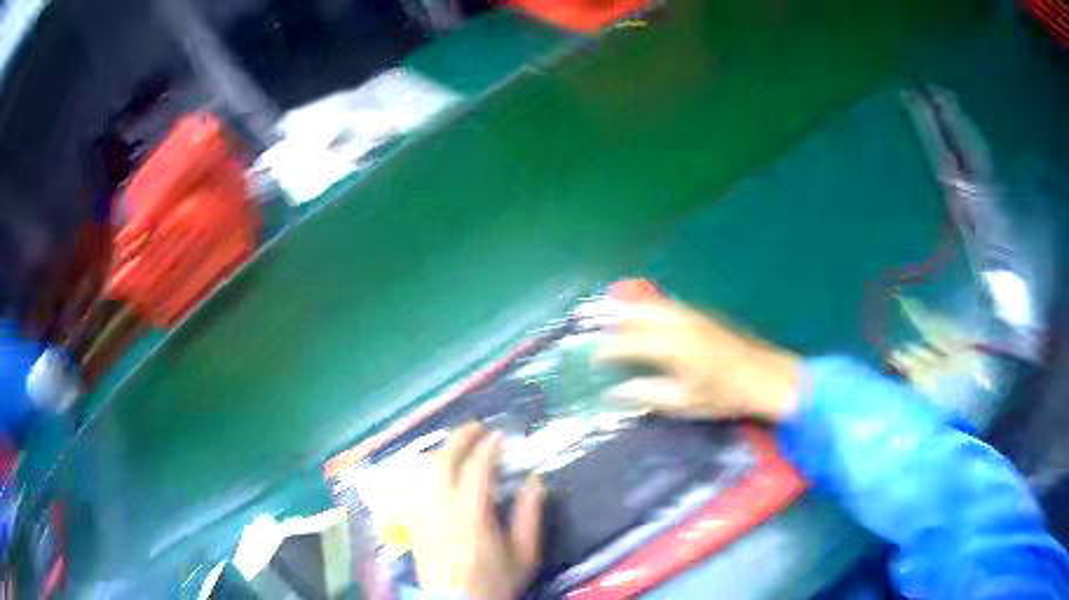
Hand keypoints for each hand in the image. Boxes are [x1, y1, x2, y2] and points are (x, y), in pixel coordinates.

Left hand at [408, 423, 543, 599]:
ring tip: (457, 445)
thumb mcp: (524, 554)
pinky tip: (433, 469)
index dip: (489, 447)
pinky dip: (423, 469)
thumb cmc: (495, 580)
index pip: (477, 469)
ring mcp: (422, 513)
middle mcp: (441, 508)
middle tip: (476, 428)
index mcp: (472, 515)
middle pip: (443, 461)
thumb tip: (535, 480)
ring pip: (422, 470)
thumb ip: (530, 515)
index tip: (500, 435)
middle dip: (460, 438)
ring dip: (440, 451)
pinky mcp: (412, 521)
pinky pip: (412, 485)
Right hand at [595, 299, 800, 421]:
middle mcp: (678, 324)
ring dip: (635, 310)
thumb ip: (647, 393)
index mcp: (671, 347)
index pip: (630, 343)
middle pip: (640, 314)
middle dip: (618, 321)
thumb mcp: (683, 402)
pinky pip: (671, 305)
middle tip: (603, 331)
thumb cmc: (722, 395)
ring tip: (620, 318)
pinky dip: (654, 308)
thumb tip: (615, 392)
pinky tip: (653, 314)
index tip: (594, 356)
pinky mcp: (704, 315)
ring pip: (655, 305)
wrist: (763, 376)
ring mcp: (693, 316)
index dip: (609, 349)